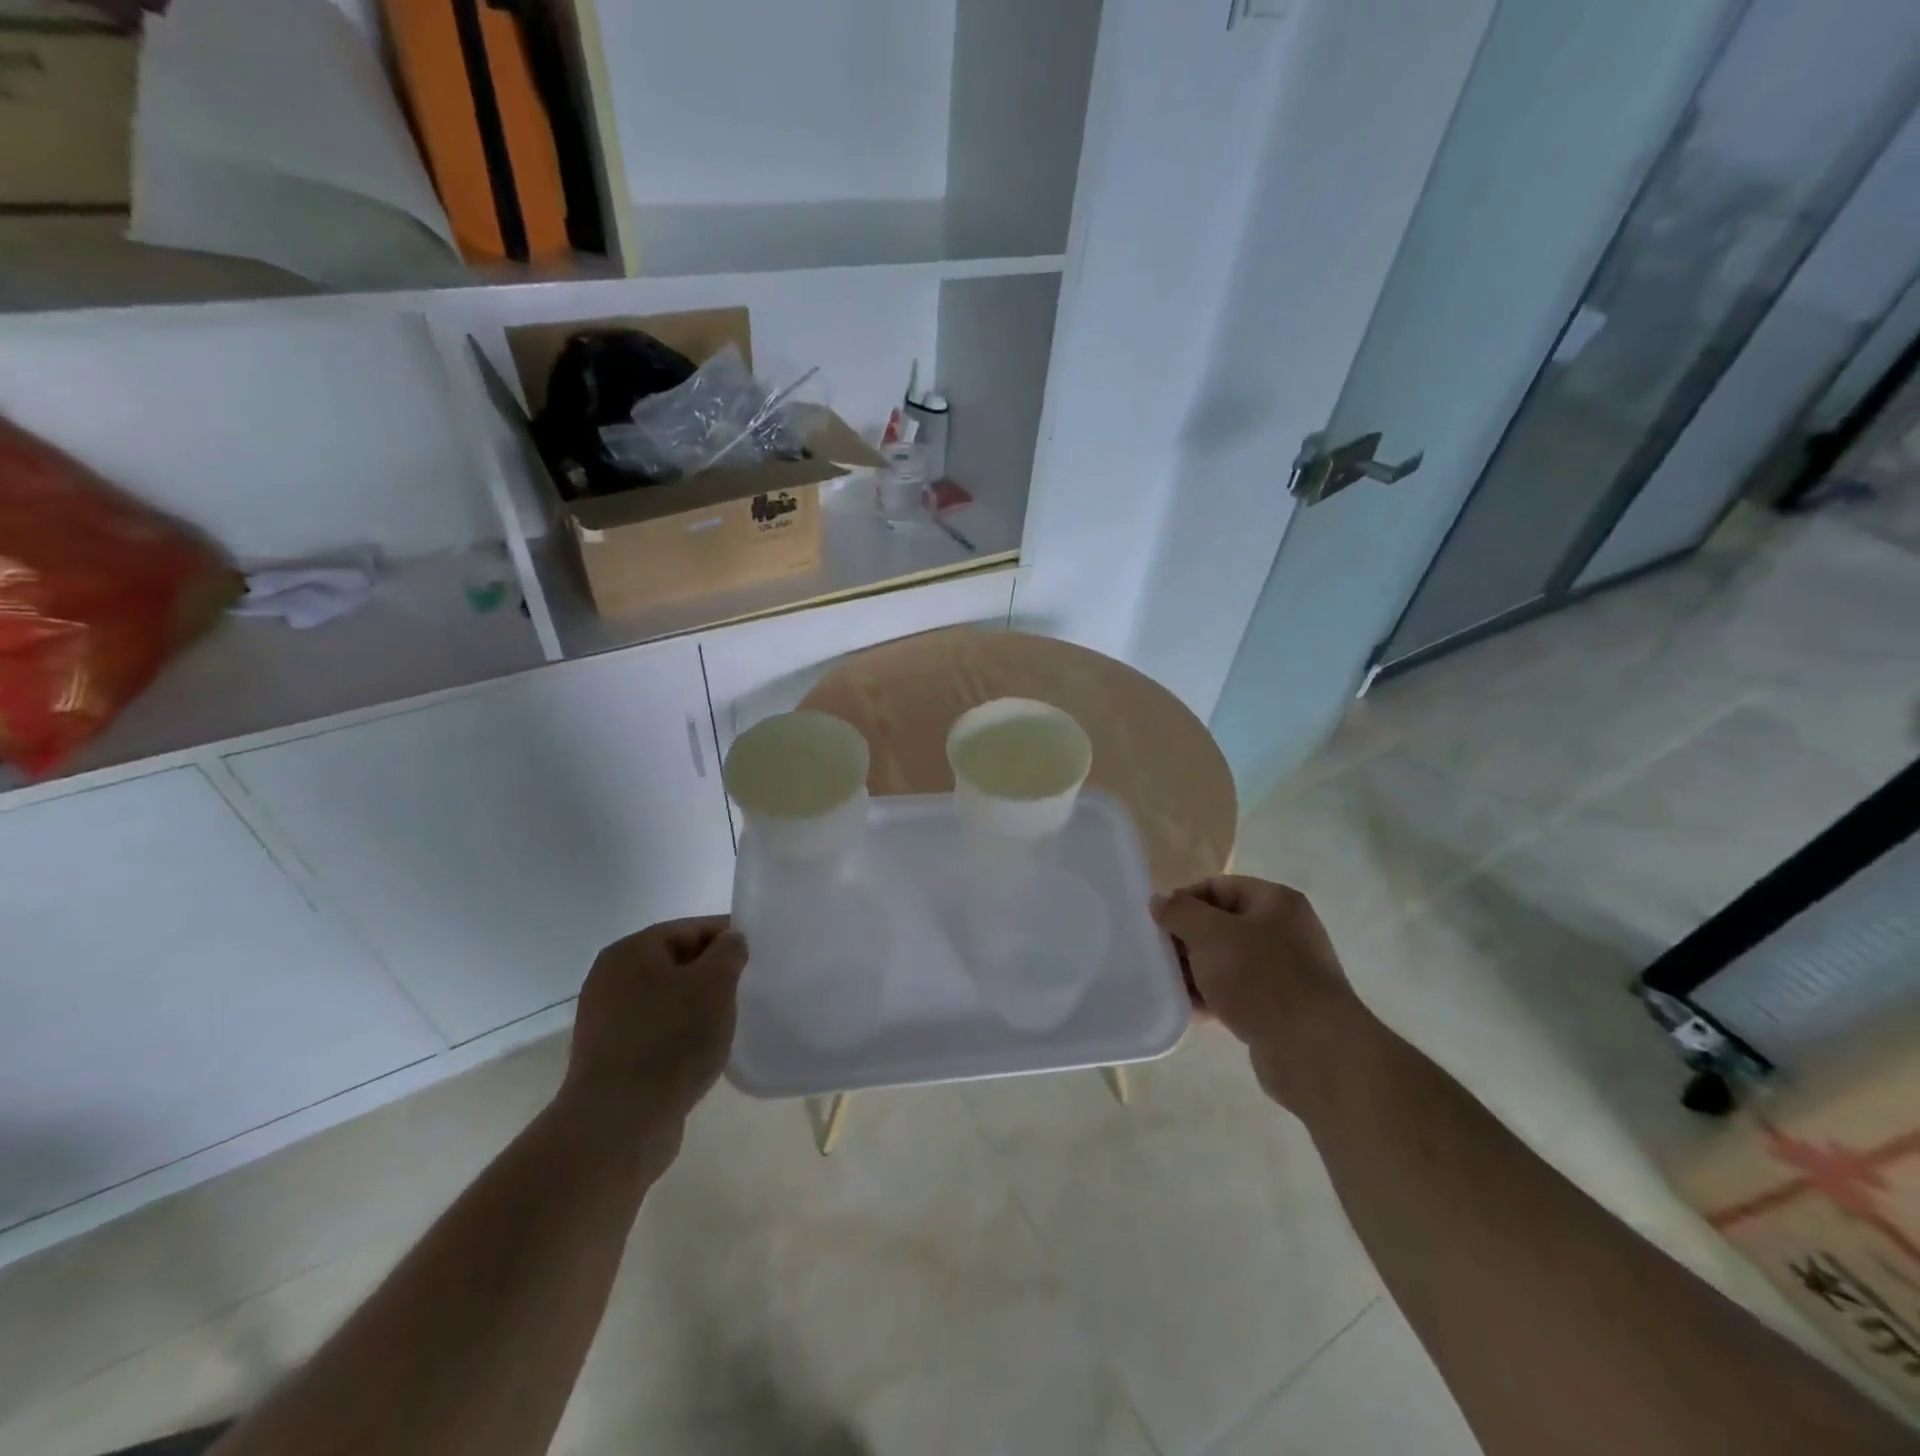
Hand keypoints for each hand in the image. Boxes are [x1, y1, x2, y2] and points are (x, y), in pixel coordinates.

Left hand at [559, 916, 746, 1144]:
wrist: (619, 1125)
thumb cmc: (670, 1041)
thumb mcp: (714, 984)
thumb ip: (729, 952)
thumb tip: (730, 941)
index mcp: (630, 952)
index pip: (691, 929)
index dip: (728, 938)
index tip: (759, 955)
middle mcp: (611, 980)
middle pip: (677, 963)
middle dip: (713, 974)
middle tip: (748, 988)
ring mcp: (607, 1021)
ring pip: (668, 999)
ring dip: (698, 1007)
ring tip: (729, 1022)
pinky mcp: (611, 1058)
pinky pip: (657, 1031)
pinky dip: (681, 1035)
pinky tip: (703, 1051)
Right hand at [1152, 876, 1374, 1110]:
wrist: (1313, 1051)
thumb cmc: (1260, 978)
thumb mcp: (1210, 934)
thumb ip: (1180, 912)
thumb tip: (1159, 902)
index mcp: (1275, 902)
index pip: (1218, 887)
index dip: (1185, 901)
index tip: (1158, 924)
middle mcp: (1284, 932)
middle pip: (1221, 925)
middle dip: (1188, 940)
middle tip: (1159, 956)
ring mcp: (1284, 972)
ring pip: (1226, 962)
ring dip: (1196, 972)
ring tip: (1169, 985)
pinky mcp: (1279, 1009)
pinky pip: (1237, 994)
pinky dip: (1212, 999)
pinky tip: (1189, 1011)